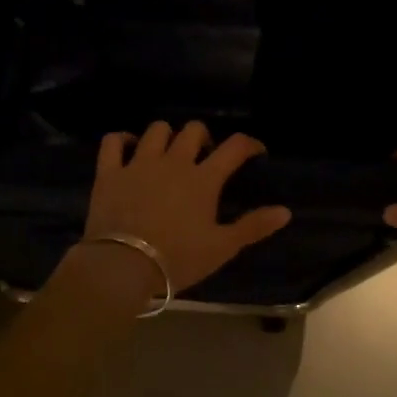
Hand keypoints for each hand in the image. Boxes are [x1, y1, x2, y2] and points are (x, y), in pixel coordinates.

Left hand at [83, 121, 291, 293]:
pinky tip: (129, 147)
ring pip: (157, 129)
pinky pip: (113, 141)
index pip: (234, 147)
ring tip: (169, 152)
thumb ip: (254, 227)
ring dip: (167, 135)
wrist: (122, 266)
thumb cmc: (177, 258)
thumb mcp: (222, 247)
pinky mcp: (110, 172)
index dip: (249, 144)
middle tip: (205, 156)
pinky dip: (122, 139)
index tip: (255, 152)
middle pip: (194, 130)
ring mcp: (139, 163)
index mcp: (204, 178)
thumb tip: (286, 211)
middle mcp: (174, 161)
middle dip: (204, 137)